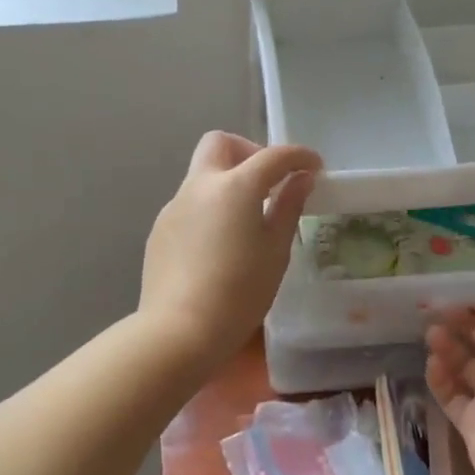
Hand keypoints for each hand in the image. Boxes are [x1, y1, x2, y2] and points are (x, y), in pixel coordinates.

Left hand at [140, 132, 321, 363]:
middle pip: (221, 144)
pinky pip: (190, 204)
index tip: (315, 168)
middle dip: (249, 152)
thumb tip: (300, 179)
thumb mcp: (275, 250)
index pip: (272, 156)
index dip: (298, 156)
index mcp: (234, 187)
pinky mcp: (160, 229)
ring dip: (228, 182)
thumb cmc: (240, 292)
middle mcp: (200, 186)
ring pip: (202, 175)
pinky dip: (210, 208)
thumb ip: (289, 207)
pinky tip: (219, 245)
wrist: (179, 330)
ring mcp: (174, 206)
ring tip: (247, 220)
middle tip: (269, 183)